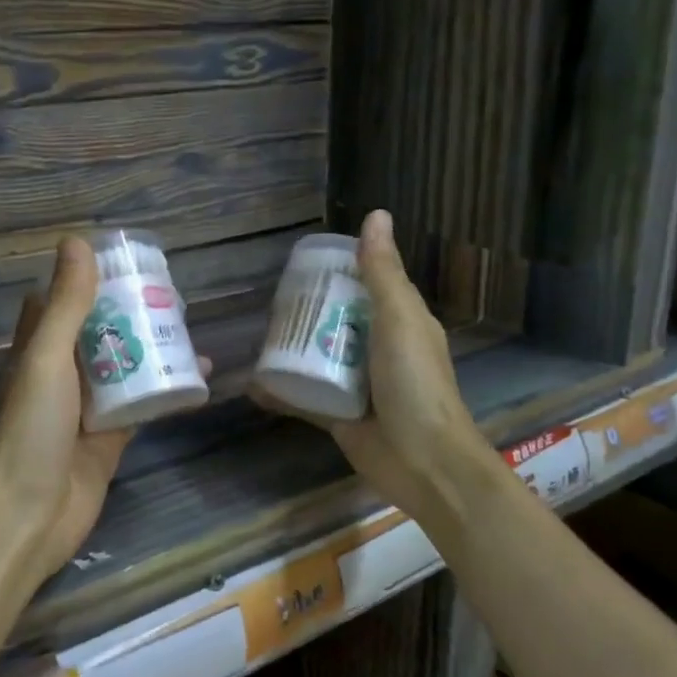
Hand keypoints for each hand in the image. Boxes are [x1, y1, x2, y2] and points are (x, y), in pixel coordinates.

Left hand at [0, 236, 208, 583]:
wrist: (32, 517)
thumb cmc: (32, 431)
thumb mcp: (47, 359)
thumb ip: (66, 305)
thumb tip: (77, 241)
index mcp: (37, 350)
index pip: (58, 302)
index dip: (84, 280)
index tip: (121, 261)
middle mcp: (61, 374)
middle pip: (98, 332)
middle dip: (129, 312)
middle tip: (169, 293)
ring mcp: (87, 407)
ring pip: (124, 366)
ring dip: (152, 347)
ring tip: (188, 325)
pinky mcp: (111, 437)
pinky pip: (143, 404)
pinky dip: (167, 389)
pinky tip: (200, 376)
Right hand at [257, 210, 498, 517]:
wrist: (422, 461)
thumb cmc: (415, 382)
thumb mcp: (399, 319)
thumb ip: (382, 273)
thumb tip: (376, 215)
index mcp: (399, 323)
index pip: (366, 286)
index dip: (338, 272)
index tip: (301, 264)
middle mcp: (378, 350)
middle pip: (337, 321)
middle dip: (306, 310)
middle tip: (268, 300)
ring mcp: (357, 384)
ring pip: (318, 358)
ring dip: (291, 349)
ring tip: (256, 334)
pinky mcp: (337, 414)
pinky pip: (304, 396)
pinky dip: (281, 391)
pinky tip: (253, 384)